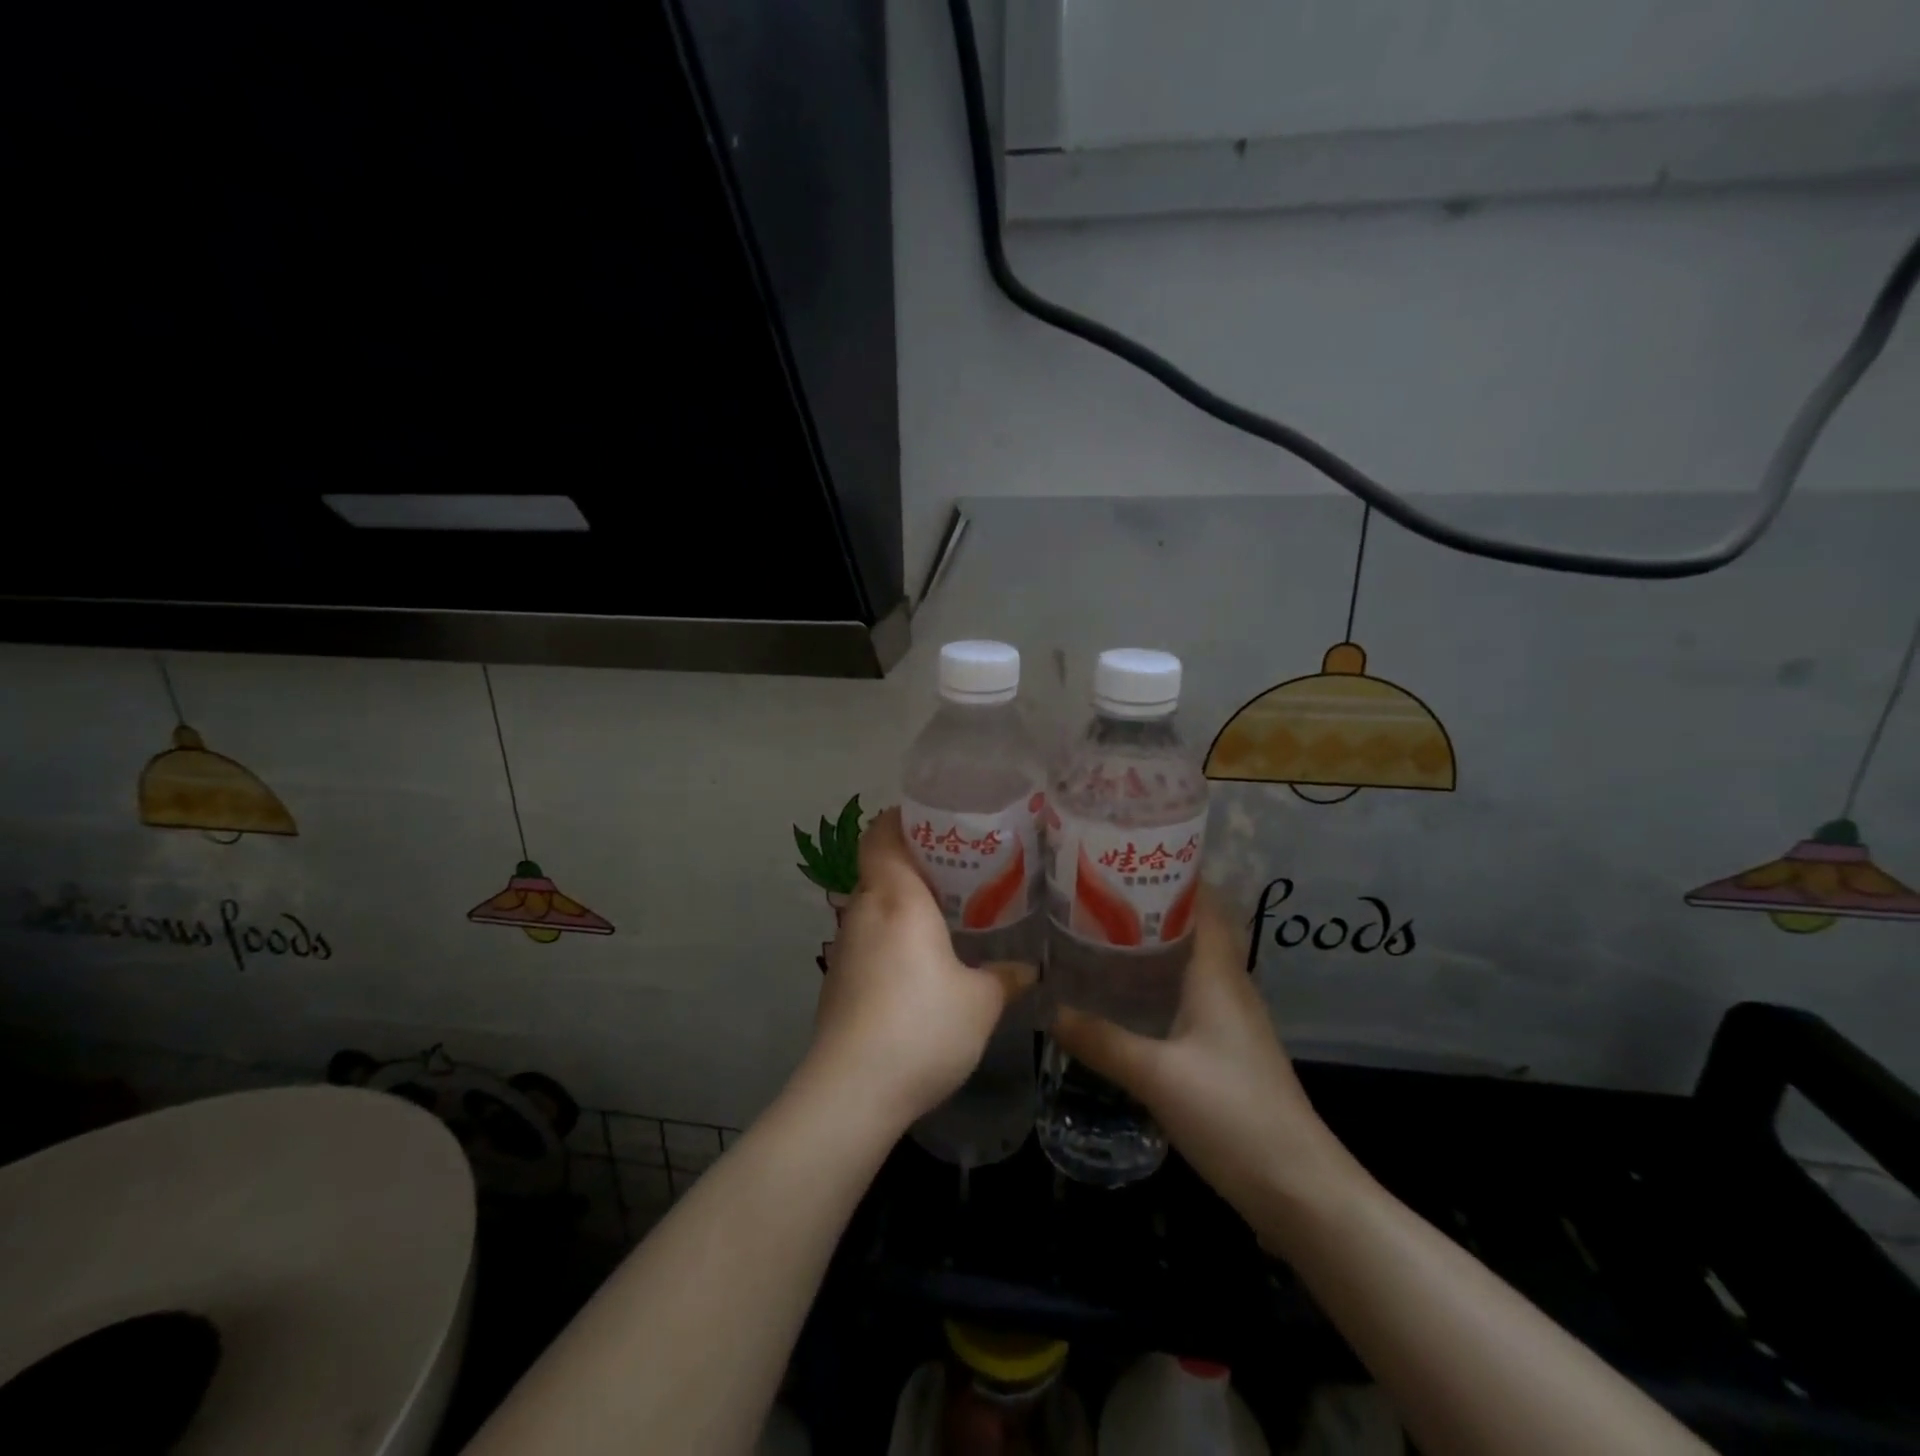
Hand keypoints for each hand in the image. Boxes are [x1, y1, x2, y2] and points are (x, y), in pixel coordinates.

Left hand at [806, 808, 1033, 1129]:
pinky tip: (920, 960)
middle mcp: (863, 910)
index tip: (937, 820)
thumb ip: (1006, 977)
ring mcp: (845, 945)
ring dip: (903, 901)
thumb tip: (1030, 970)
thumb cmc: (921, 1026)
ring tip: (946, 910)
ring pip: (873, 904)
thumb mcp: (980, 1002)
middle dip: (915, 861)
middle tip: (960, 867)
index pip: (882, 833)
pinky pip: (868, 936)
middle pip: (880, 866)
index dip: (903, 818)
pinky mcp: (838, 978)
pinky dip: (891, 934)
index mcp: (896, 898)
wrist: (852, 1090)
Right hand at [1051, 886, 1345, 1215]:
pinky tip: (1126, 994)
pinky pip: (1191, 992)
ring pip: (1191, 961)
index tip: (1124, 858)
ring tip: (1100, 933)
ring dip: (1153, 944)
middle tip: (1095, 894)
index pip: (1203, 902)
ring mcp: (1233, 1017)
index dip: (1171, 873)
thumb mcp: (1156, 1076)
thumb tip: (1050, 1010)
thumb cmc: (1232, 1114)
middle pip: (1193, 926)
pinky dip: (1160, 980)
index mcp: (1218, 974)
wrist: (1298, 1187)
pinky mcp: (1228, 1045)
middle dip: (1149, 906)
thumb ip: (1102, 1041)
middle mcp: (1229, 984)